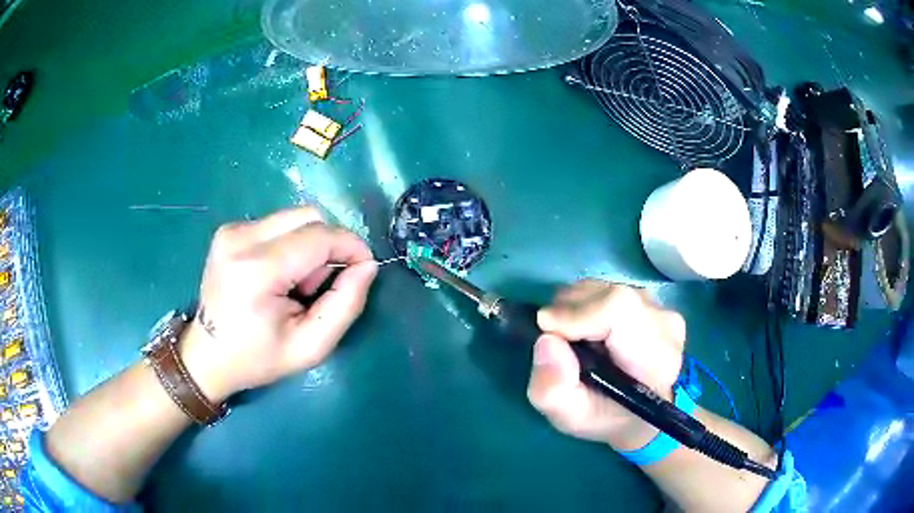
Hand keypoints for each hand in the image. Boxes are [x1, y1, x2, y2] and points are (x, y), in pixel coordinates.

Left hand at [179, 207, 377, 402]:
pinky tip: (277, 274)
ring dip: (309, 245)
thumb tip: (367, 265)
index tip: (363, 269)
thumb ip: (346, 304)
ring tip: (294, 284)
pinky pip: (278, 224)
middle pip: (309, 216)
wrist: (207, 355)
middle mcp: (240, 238)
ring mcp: (232, 230)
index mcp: (257, 270)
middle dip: (328, 246)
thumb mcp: (310, 346)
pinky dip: (290, 244)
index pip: (320, 236)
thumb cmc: (257, 358)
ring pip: (295, 217)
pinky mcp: (229, 230)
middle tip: (317, 286)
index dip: (351, 247)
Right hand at [527, 281, 685, 450]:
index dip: (577, 313)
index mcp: (655, 358)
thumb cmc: (607, 418)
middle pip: (607, 293)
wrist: (640, 412)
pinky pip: (608, 289)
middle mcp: (664, 323)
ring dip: (577, 307)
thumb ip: (553, 389)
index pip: (619, 308)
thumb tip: (546, 341)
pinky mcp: (651, 299)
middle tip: (558, 342)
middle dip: (569, 311)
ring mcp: (660, 307)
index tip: (548, 332)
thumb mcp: (570, 419)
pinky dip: (587, 305)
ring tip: (575, 339)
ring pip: (605, 287)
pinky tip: (589, 331)